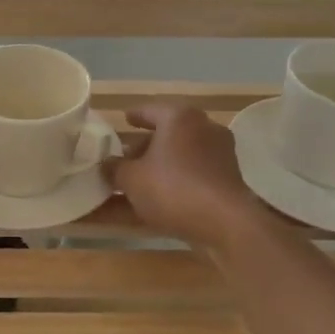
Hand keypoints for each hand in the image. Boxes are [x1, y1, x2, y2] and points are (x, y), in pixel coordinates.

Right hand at [106, 104, 258, 249]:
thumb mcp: (131, 178)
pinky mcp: (226, 180)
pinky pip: (191, 176)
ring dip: (158, 167)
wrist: (224, 223)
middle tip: (125, 157)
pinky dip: (173, 182)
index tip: (125, 119)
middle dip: (145, 146)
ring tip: (136, 181)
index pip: (151, 110)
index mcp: (180, 118)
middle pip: (167, 134)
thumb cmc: (172, 188)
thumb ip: (115, 168)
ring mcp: (219, 155)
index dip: (135, 115)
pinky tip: (155, 199)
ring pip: (179, 156)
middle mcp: (204, 129)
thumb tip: (108, 164)